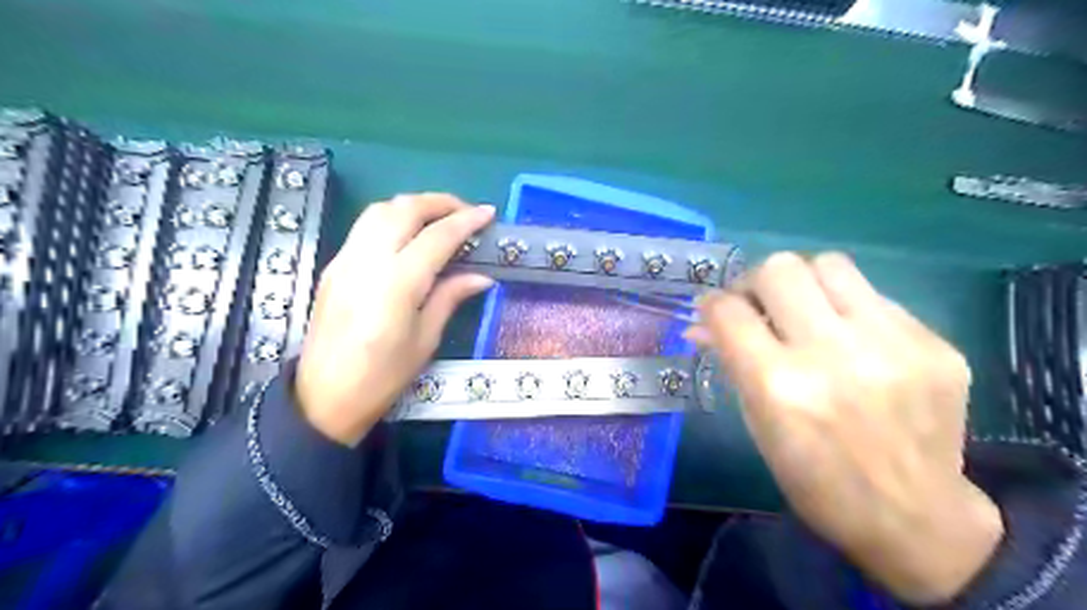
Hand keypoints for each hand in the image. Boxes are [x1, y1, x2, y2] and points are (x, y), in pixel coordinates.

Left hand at [300, 196, 494, 447]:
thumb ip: (450, 297)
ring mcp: (345, 260)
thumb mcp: (426, 339)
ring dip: (413, 205)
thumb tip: (481, 276)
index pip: (437, 236)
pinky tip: (408, 236)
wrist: (324, 397)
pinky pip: (365, 227)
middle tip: (466, 212)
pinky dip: (392, 219)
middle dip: (440, 202)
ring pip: (380, 210)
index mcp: (397, 284)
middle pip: (404, 209)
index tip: (488, 213)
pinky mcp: (334, 266)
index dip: (466, 221)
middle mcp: (368, 261)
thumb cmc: (383, 377)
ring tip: (439, 219)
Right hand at [687, 250, 1000, 604]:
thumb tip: (701, 323)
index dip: (712, 304)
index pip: (729, 310)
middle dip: (756, 282)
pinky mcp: (934, 344)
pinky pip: (874, 297)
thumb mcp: (758, 424)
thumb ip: (732, 362)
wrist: (914, 518)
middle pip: (780, 268)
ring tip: (805, 311)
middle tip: (759, 306)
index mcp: (779, 385)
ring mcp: (892, 344)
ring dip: (804, 283)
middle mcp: (833, 354)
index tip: (714, 311)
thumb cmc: (815, 479)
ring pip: (830, 264)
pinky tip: (852, 341)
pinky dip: (848, 309)